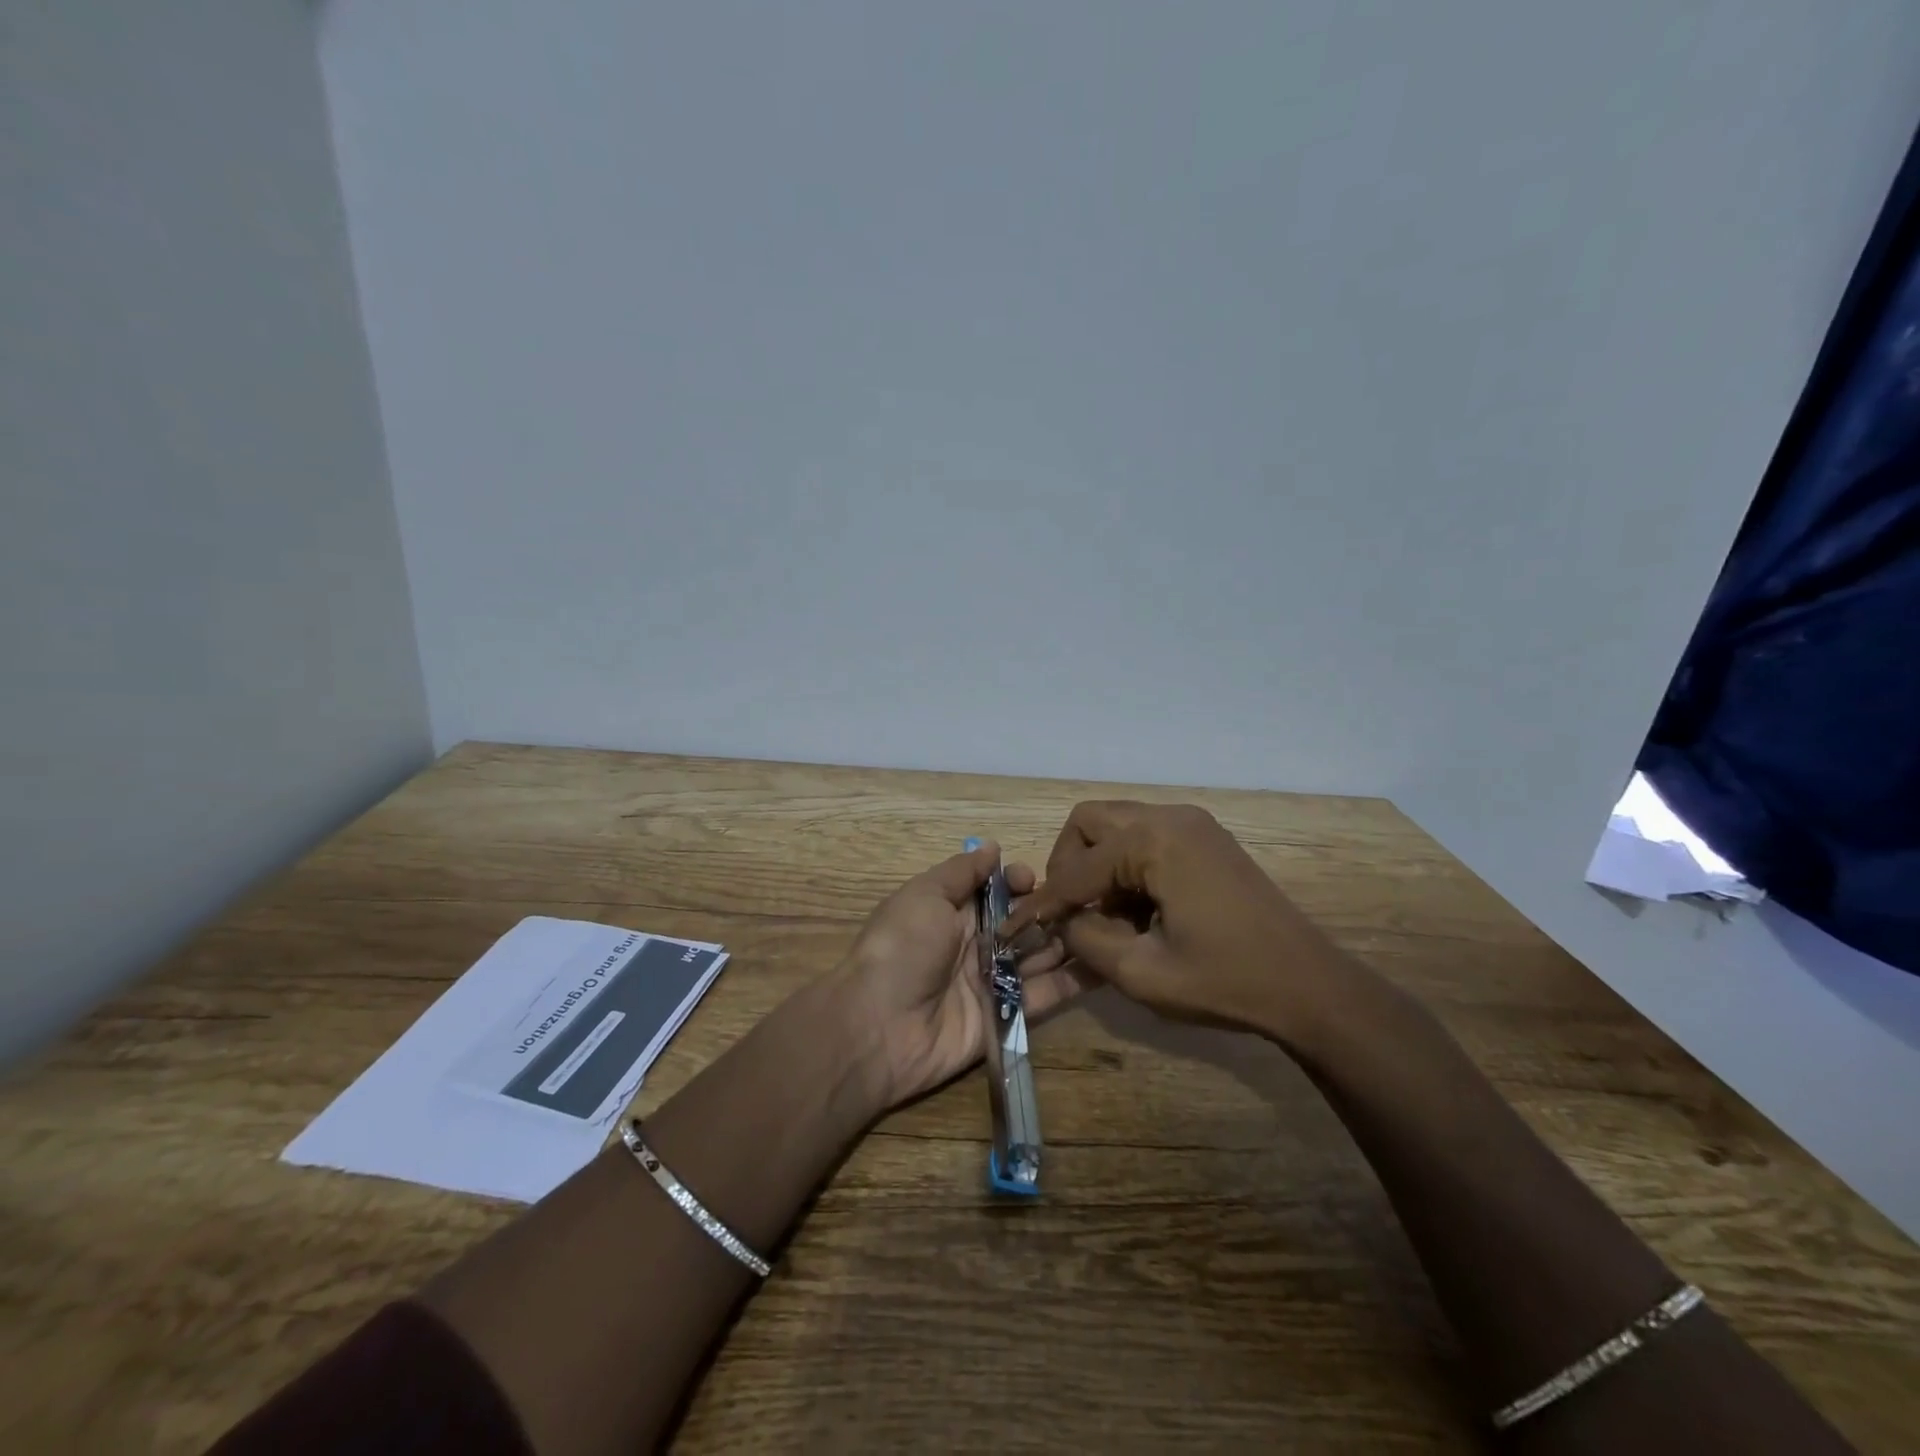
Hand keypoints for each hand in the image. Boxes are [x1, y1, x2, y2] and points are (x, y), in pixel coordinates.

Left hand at [832, 841, 1086, 1109]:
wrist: (878, 1027)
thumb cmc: (901, 948)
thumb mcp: (925, 896)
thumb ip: (961, 872)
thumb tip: (993, 846)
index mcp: (953, 912)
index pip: (998, 890)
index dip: (1020, 882)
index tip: (1036, 880)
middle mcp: (977, 944)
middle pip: (1024, 922)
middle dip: (1053, 911)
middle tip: (1089, 904)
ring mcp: (994, 981)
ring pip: (1040, 956)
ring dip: (1069, 941)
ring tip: (1108, 926)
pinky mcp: (1009, 1016)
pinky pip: (1046, 995)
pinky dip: (1075, 982)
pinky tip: (1108, 965)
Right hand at [999, 802, 1355, 1047]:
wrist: (1311, 986)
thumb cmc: (1227, 982)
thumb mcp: (1143, 973)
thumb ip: (1087, 941)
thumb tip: (1062, 921)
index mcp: (1153, 842)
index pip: (1075, 870)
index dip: (1042, 904)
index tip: (1011, 928)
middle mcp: (1169, 817)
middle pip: (1089, 822)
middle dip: (1068, 865)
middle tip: (1073, 912)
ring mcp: (1192, 823)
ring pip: (1116, 825)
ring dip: (1098, 865)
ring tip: (1110, 916)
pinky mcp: (1207, 837)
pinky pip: (1146, 836)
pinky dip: (1128, 864)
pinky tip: (1141, 908)